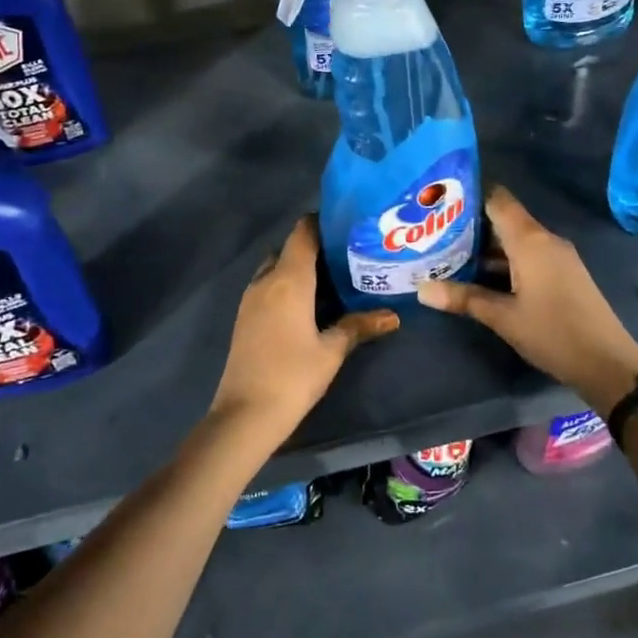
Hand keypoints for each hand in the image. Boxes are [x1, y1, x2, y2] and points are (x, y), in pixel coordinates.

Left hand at [209, 216, 398, 443]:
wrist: (244, 415)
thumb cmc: (293, 376)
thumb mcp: (332, 351)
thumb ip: (358, 326)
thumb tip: (392, 316)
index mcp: (289, 279)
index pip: (303, 232)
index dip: (323, 223)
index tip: (348, 227)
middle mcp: (266, 280)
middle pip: (289, 248)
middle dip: (315, 248)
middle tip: (346, 258)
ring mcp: (250, 298)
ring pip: (276, 268)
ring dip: (299, 268)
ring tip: (332, 281)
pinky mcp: (244, 317)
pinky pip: (268, 287)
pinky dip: (286, 286)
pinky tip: (308, 306)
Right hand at [417, 185, 637, 414]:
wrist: (608, 363)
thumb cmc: (552, 333)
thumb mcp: (502, 317)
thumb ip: (463, 298)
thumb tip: (420, 290)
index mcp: (530, 240)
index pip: (497, 199)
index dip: (469, 195)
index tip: (438, 201)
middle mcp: (544, 239)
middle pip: (503, 219)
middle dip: (470, 225)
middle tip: (433, 232)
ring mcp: (557, 257)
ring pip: (514, 240)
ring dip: (485, 248)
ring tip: (447, 255)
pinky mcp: (563, 274)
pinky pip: (528, 255)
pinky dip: (503, 261)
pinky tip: (480, 277)